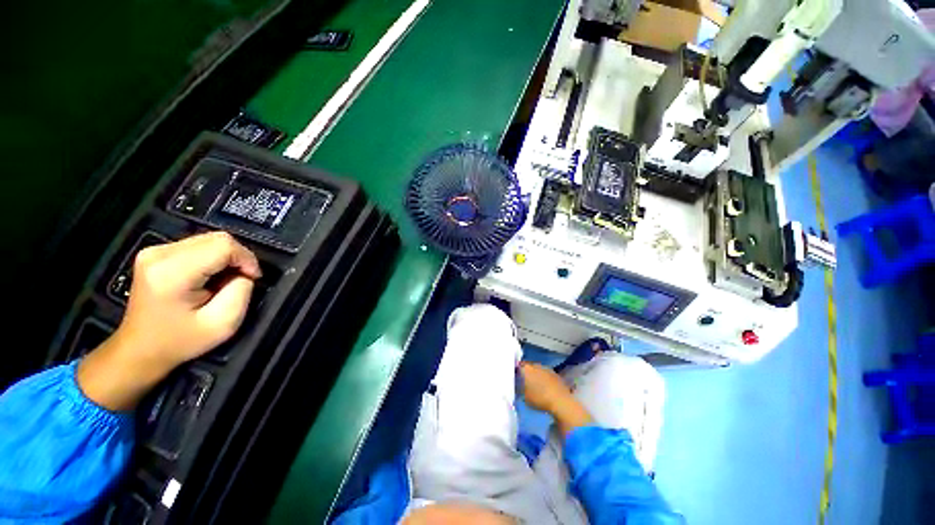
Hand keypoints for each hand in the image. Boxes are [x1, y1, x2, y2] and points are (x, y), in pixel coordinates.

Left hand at [78, 232, 261, 410]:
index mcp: (171, 272)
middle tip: (240, 280)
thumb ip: (241, 291)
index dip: (246, 259)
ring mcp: (154, 251)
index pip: (223, 245)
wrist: (140, 349)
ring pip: (210, 239)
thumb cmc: (180, 341)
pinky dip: (213, 257)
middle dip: (238, 257)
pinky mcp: (155, 252)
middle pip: (217, 238)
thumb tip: (243, 272)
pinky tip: (209, 276)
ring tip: (224, 280)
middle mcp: (159, 254)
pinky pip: (199, 244)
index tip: (252, 279)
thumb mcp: (223, 324)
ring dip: (226, 258)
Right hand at [519, 362, 573, 413]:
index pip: (518, 366)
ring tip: (536, 385)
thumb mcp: (524, 397)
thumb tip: (519, 386)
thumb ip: (520, 389)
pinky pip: (546, 374)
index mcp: (526, 369)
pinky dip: (545, 378)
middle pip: (528, 366)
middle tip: (525, 382)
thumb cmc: (539, 399)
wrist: (560, 401)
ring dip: (536, 375)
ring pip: (538, 369)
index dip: (516, 371)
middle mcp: (536, 365)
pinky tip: (546, 387)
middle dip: (527, 372)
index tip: (515, 378)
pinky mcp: (555, 373)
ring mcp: (546, 368)